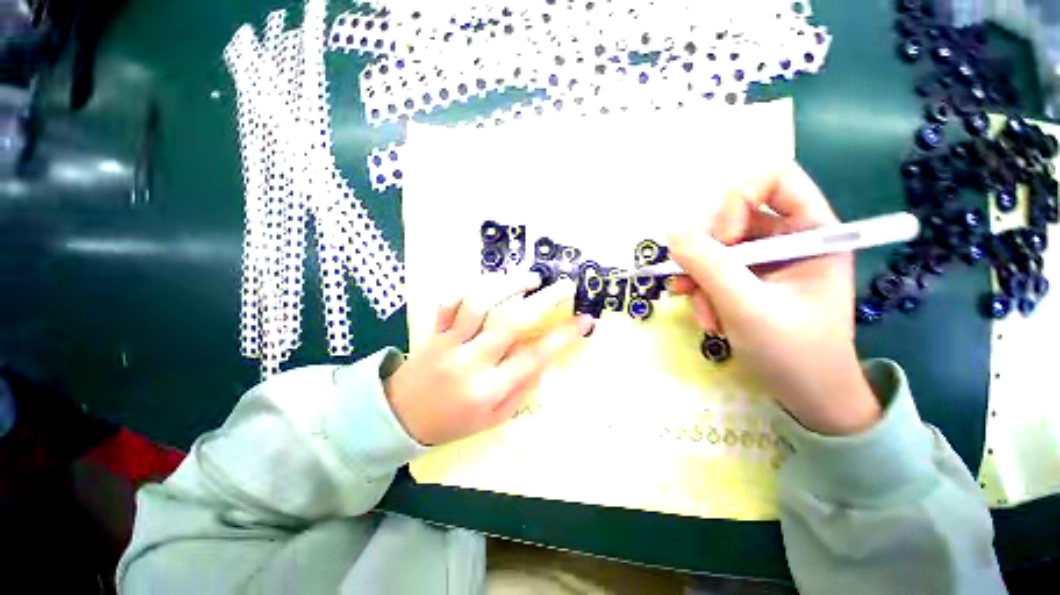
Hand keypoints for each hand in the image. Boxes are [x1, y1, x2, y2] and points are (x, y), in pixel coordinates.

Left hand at [385, 274, 593, 445]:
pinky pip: (448, 301)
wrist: (400, 419)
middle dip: (543, 300)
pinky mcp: (433, 331)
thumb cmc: (454, 422)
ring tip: (530, 279)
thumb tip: (544, 359)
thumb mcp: (495, 418)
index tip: (584, 320)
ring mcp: (449, 342)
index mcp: (489, 388)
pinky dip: (468, 287)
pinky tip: (489, 283)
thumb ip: (522, 388)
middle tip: (564, 286)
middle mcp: (471, 361)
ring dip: (508, 285)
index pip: (535, 356)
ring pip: (478, 303)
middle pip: (511, 321)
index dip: (564, 336)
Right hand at [667, 163, 880, 434]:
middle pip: (733, 216)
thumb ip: (709, 265)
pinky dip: (700, 291)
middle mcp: (789, 238)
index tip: (722, 238)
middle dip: (708, 252)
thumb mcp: (747, 307)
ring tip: (702, 313)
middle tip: (695, 282)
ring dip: (699, 279)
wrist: (807, 394)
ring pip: (716, 248)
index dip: (739, 199)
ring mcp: (765, 260)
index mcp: (814, 232)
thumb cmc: (794, 352)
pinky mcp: (747, 278)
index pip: (775, 179)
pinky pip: (712, 269)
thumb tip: (672, 231)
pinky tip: (703, 316)